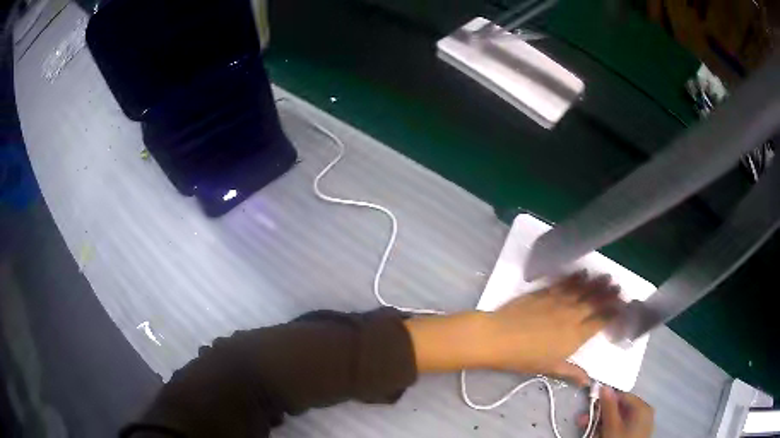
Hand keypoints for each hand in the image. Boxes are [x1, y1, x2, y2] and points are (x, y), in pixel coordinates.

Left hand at [481, 272, 621, 383]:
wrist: (499, 337)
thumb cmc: (525, 358)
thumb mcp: (550, 368)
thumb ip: (571, 372)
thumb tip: (588, 381)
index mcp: (576, 335)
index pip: (600, 321)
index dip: (613, 313)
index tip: (622, 307)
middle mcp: (572, 315)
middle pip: (596, 302)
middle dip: (609, 294)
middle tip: (619, 287)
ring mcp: (559, 301)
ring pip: (583, 289)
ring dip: (597, 283)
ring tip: (607, 276)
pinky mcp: (545, 292)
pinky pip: (565, 282)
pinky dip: (575, 277)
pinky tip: (582, 272)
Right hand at [580, 387, 653, 437]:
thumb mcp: (611, 426)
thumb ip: (608, 406)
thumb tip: (604, 387)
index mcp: (643, 407)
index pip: (623, 396)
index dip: (605, 399)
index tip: (590, 405)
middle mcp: (645, 413)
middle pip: (620, 409)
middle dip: (600, 414)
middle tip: (583, 420)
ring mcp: (641, 425)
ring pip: (619, 420)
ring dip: (601, 423)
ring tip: (586, 428)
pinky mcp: (636, 434)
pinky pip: (622, 427)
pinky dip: (609, 429)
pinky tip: (598, 434)